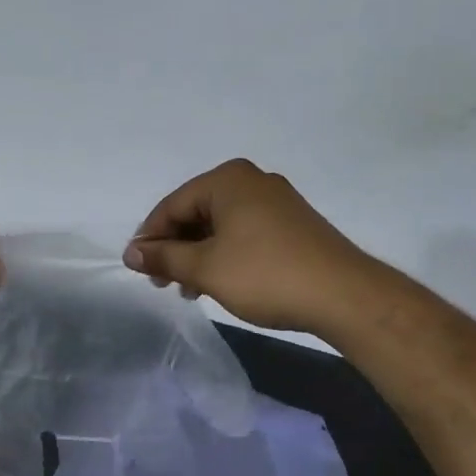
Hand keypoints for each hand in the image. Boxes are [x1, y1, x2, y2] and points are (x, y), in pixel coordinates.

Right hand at [124, 159, 366, 334]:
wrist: (344, 296)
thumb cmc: (265, 275)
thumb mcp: (205, 268)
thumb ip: (164, 258)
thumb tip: (131, 253)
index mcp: (227, 180)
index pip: (172, 205)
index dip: (150, 238)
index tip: (137, 269)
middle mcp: (252, 181)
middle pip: (196, 212)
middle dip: (175, 248)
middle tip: (161, 283)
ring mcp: (276, 202)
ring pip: (220, 225)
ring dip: (198, 256)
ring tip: (188, 290)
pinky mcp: (292, 224)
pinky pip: (243, 233)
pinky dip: (224, 255)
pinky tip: (218, 282)